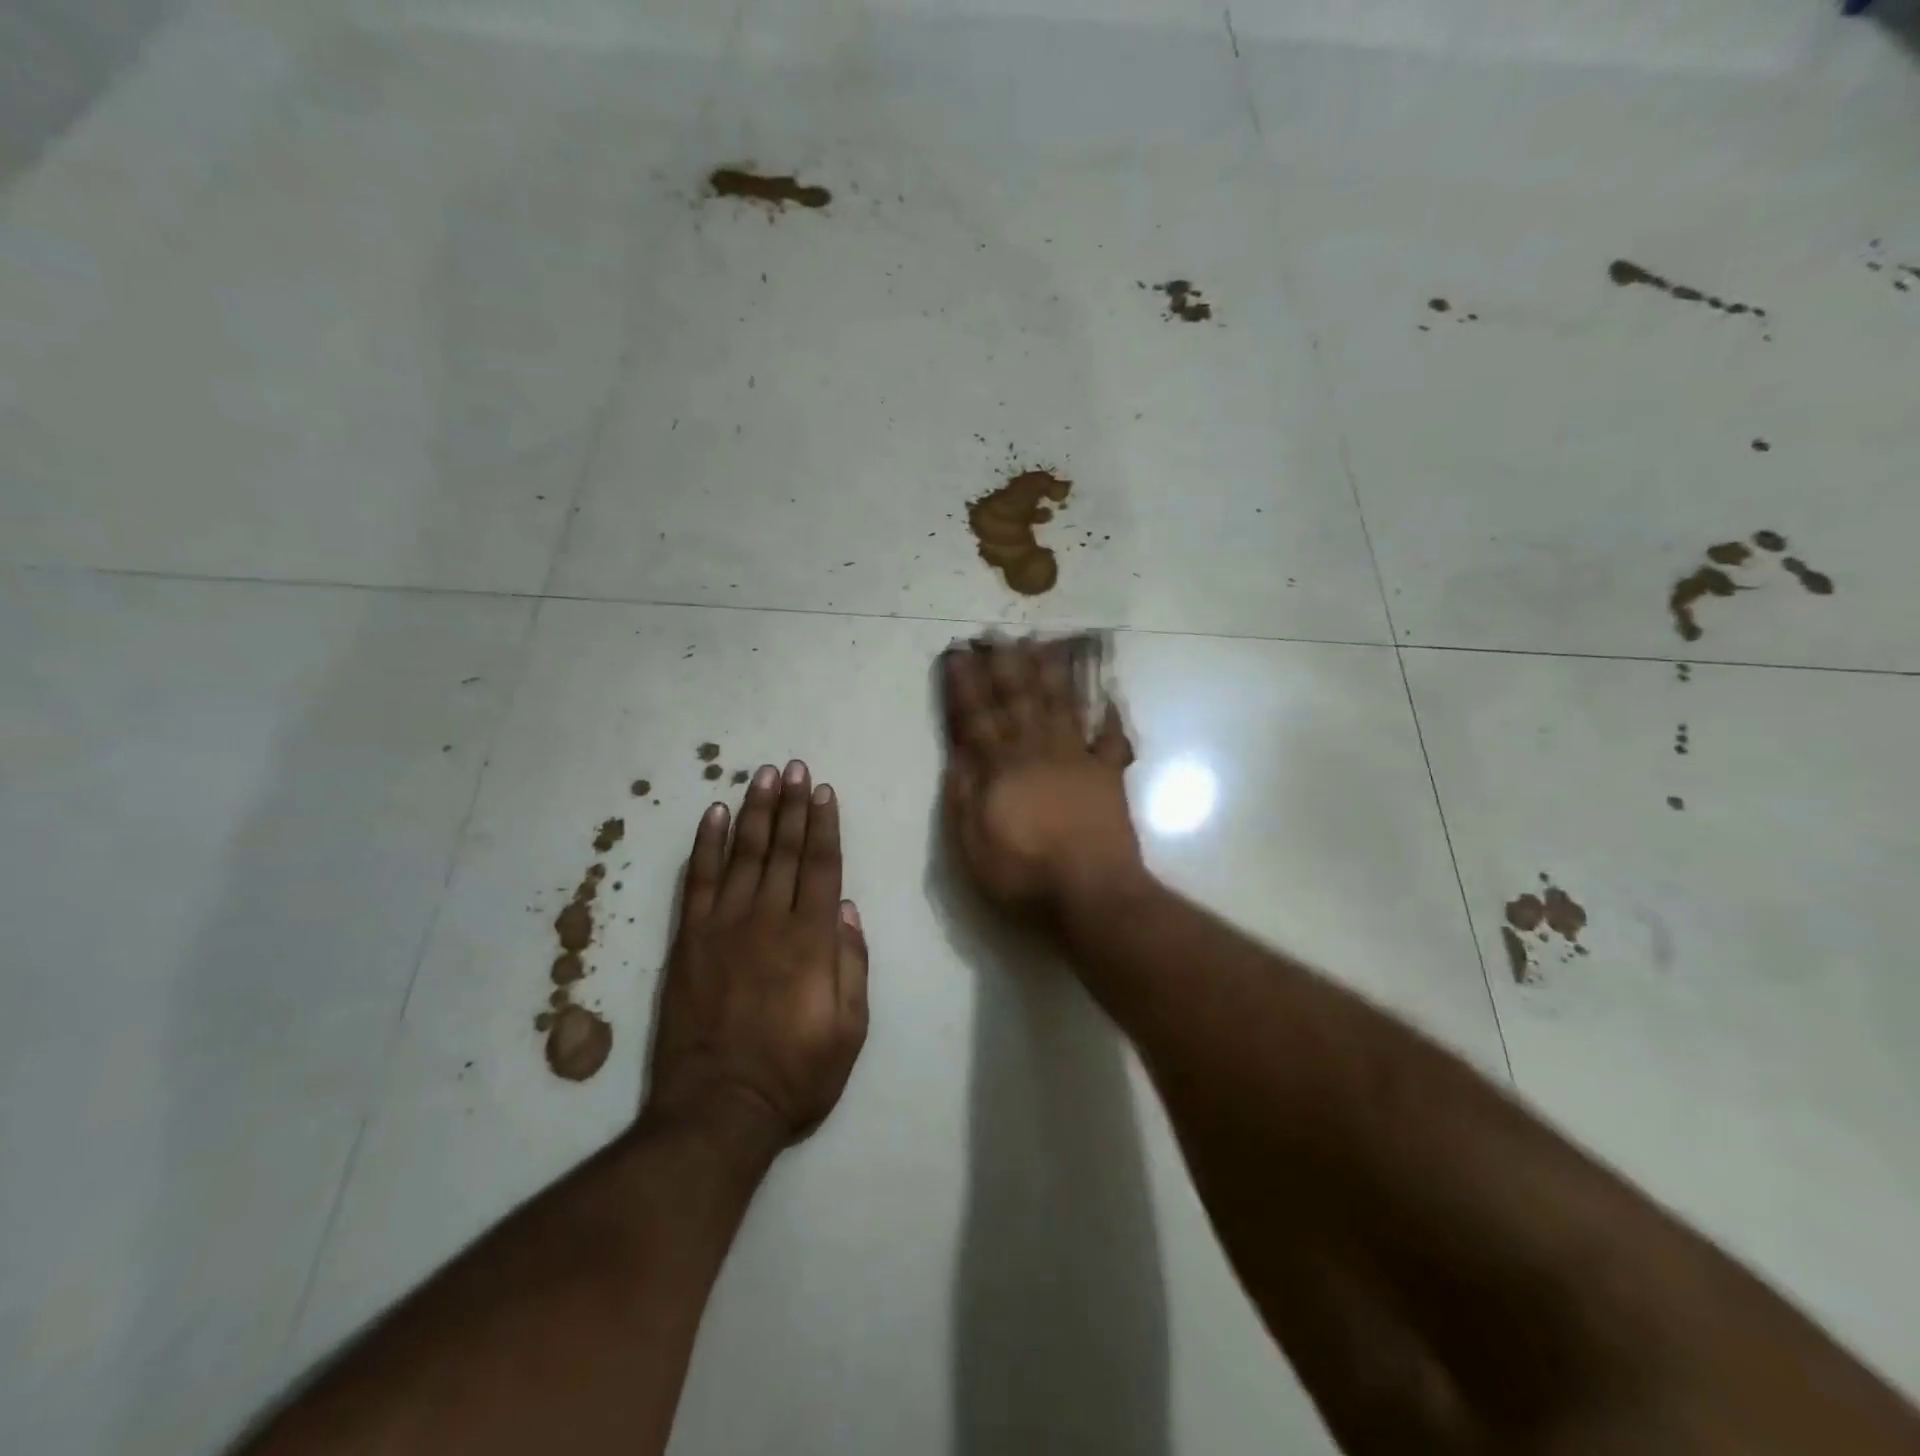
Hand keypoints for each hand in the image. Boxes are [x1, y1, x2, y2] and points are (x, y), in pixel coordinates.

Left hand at [647, 762, 868, 1146]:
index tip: (824, 791)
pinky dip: (707, 845)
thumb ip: (852, 963)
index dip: (824, 825)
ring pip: (744, 854)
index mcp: (811, 938)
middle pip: (784, 849)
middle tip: (795, 768)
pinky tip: (715, 815)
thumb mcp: (850, 1028)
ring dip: (756, 812)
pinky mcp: (688, 940)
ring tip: (763, 776)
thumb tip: (846, 908)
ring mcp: (723, 926)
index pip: (821, 865)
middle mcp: (768, 919)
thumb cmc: (795, 1073)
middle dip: (793, 806)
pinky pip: (698, 881)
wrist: (718, 1108)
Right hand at [940, 637, 1144, 914]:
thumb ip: (963, 795)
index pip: (977, 717)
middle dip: (1005, 665)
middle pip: (1019, 700)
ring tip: (1041, 644)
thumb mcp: (973, 844)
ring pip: (1060, 705)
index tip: (957, 654)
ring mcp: (1077, 760)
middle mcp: (1038, 752)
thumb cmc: (1024, 874)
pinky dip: (1109, 716)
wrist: (1092, 893)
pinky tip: (1107, 694)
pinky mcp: (1108, 775)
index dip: (966, 685)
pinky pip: (1110, 738)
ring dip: (1049, 673)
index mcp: (1002, 768)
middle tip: (997, 633)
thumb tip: (957, 753)